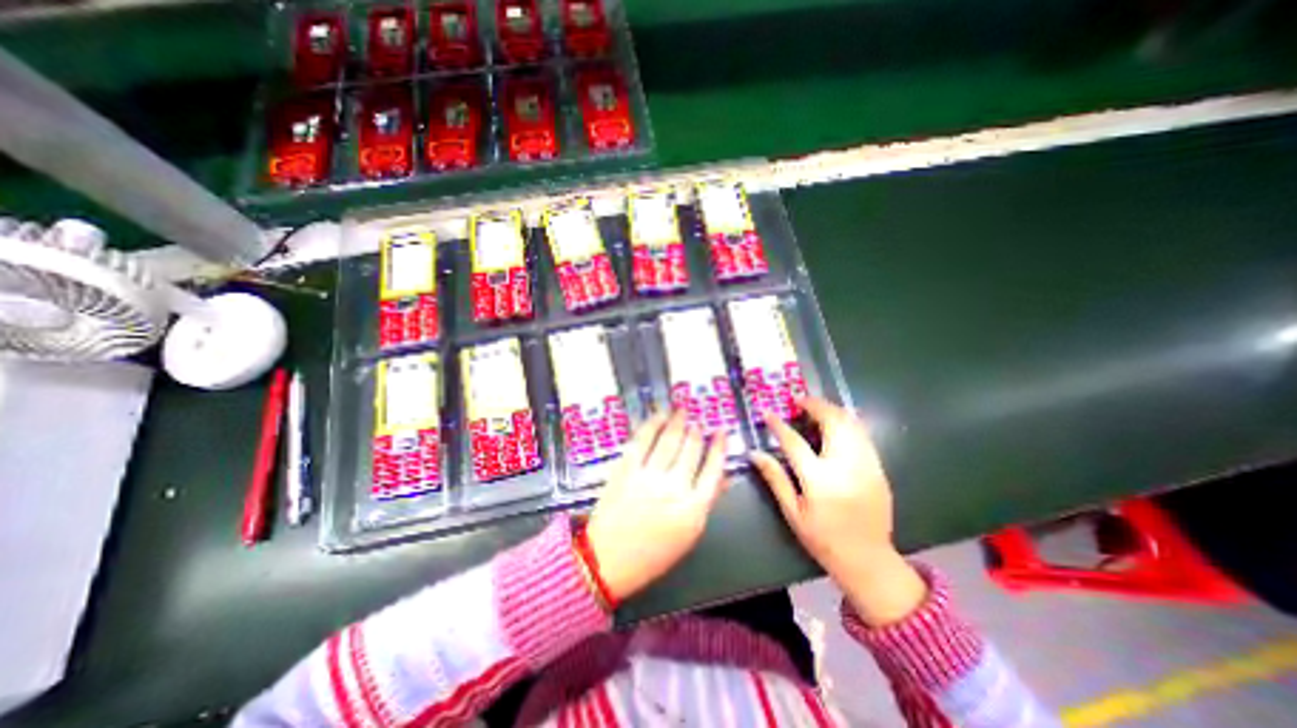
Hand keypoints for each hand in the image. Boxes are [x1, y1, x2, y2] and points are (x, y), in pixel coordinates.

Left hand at [587, 412, 726, 605]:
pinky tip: (659, 416)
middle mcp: (674, 487)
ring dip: (677, 421)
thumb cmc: (652, 554)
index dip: (719, 446)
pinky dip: (652, 424)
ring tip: (682, 410)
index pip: (714, 469)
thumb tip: (723, 476)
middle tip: (698, 420)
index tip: (720, 432)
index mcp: (693, 508)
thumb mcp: (689, 534)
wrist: (607, 560)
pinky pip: (642, 440)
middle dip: (697, 431)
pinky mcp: (626, 469)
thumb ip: (707, 501)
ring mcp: (648, 476)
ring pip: (669, 439)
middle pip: (691, 449)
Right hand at [756, 399, 925, 625]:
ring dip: (832, 410)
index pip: (794, 442)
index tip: (768, 412)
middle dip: (814, 405)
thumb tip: (755, 453)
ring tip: (816, 407)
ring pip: (851, 424)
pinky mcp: (878, 469)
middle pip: (831, 423)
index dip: (778, 425)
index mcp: (819, 481)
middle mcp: (845, 467)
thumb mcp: (792, 511)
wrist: (868, 560)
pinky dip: (848, 423)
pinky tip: (836, 423)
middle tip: (799, 401)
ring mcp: (866, 466)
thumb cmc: (823, 538)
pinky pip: (863, 435)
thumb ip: (774, 478)